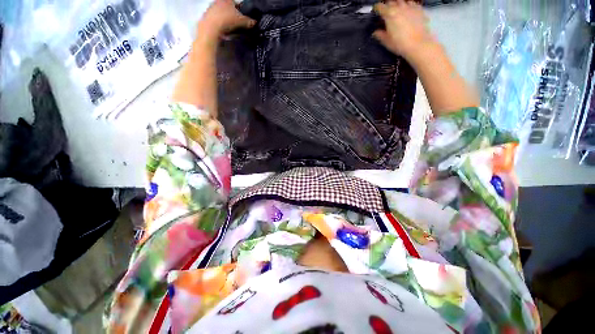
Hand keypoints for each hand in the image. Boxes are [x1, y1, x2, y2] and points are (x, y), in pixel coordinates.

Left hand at [199, 0, 255, 36]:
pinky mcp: (206, 16)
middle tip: (236, 24)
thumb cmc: (227, 20)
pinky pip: (215, 20)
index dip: (239, 10)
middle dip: (232, 15)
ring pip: (221, 14)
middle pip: (227, 8)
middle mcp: (218, 1)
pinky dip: (219, 25)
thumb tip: (254, 22)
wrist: (211, 27)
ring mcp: (211, 8)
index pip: (235, 3)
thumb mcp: (242, 21)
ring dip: (225, 20)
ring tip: (229, 29)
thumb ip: (249, 21)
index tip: (241, 18)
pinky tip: (222, 31)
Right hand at [373, 0, 433, 59]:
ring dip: (398, 4)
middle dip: (387, 5)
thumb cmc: (400, 44)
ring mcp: (410, 7)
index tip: (376, 11)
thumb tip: (375, 33)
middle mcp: (399, 7)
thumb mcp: (387, 41)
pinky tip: (407, 11)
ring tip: (397, 10)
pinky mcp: (419, 9)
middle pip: (391, 1)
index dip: (377, 8)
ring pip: (402, 1)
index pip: (380, 7)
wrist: (418, 44)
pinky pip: (412, 3)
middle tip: (385, 11)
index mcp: (389, 14)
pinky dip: (408, 6)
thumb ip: (380, 35)